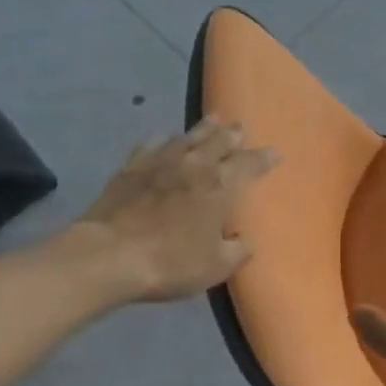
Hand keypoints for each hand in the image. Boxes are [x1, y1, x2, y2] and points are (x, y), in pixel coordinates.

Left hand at [77, 118, 277, 302]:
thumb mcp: (216, 267)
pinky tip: (161, 136)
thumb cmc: (171, 262)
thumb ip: (236, 251)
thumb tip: (244, 241)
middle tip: (239, 126)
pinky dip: (161, 139)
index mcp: (221, 187)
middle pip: (218, 142)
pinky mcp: (131, 168)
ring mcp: (160, 163)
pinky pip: (150, 145)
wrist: (110, 255)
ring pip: (187, 137)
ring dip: (203, 128)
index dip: (264, 158)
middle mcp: (194, 166)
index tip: (274, 153)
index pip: (249, 165)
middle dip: (232, 134)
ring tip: (212, 119)